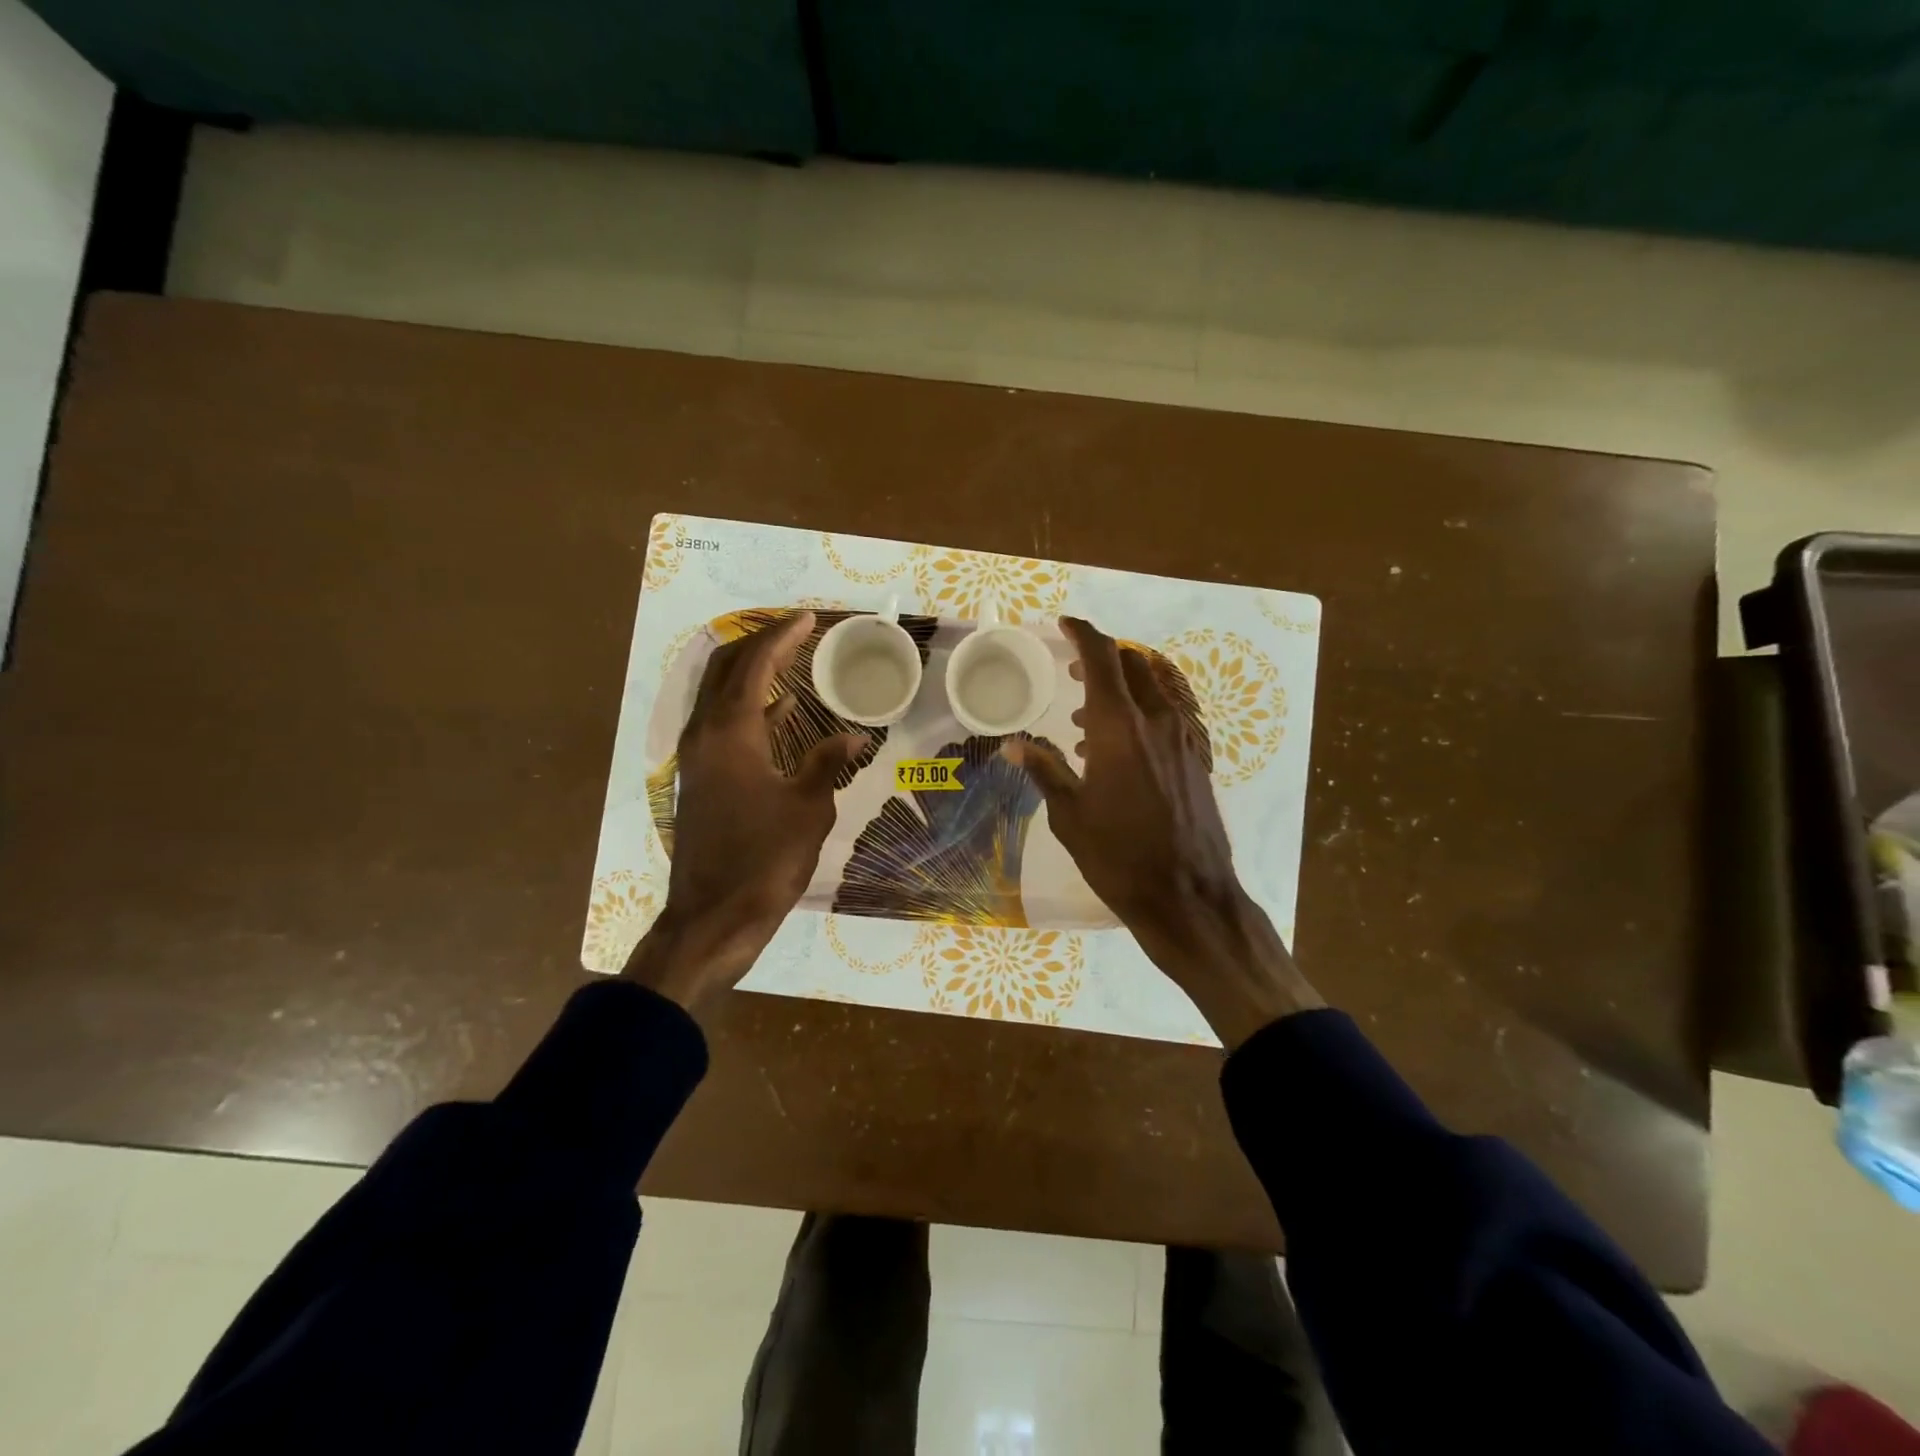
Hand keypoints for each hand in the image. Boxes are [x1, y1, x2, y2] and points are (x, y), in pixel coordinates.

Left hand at [622, 610, 865, 1013]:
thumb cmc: (764, 860)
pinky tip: (781, 710)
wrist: (713, 917)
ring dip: (752, 672)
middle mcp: (705, 734)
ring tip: (791, 659)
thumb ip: (827, 764)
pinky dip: (750, 707)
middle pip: (725, 669)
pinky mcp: (701, 779)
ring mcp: (697, 757)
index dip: (782, 637)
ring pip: (720, 695)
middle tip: (797, 632)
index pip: (754, 665)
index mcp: (730, 733)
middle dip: (760, 644)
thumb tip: (854, 738)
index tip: (809, 618)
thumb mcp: (808, 809)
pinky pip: (722, 724)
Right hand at [1006, 616, 1321, 1048]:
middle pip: (1134, 665)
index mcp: (1120, 728)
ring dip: (1125, 684)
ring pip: (1158, 686)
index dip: (1083, 634)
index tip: (1064, 625)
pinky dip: (1147, 708)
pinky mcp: (1198, 758)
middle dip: (1102, 658)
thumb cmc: (1119, 856)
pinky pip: (1173, 712)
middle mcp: (1158, 721)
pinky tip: (1124, 743)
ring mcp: (1185, 738)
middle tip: (1072, 672)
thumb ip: (1045, 770)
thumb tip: (1014, 745)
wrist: (1187, 895)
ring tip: (1089, 716)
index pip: (1103, 659)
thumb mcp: (1070, 815)